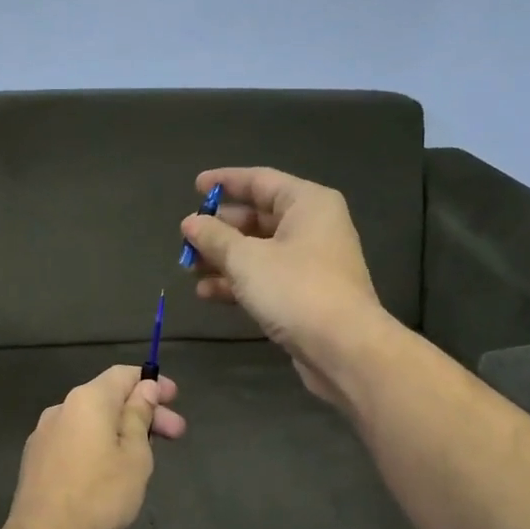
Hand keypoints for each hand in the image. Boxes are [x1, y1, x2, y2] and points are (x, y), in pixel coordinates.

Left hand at [0, 366, 184, 528]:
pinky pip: (74, 441)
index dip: (152, 382)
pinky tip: (109, 470)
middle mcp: (61, 408)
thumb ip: (139, 416)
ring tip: (144, 456)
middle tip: (175, 434)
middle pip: (107, 399)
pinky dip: (97, 445)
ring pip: (90, 422)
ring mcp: (43, 435)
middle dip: (143, 412)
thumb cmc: (100, 495)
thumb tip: (144, 388)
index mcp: (87, 400)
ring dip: (120, 431)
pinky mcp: (35, 460)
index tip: (175, 398)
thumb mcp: (134, 455)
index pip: (122, 374)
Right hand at [180, 168, 385, 402]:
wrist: (343, 348)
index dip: (224, 182)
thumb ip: (214, 237)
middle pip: (257, 217)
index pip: (259, 180)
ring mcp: (310, 262)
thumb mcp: (246, 259)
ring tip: (188, 269)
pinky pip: (264, 277)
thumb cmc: (295, 289)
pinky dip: (237, 282)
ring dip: (222, 259)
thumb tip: (191, 223)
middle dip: (219, 229)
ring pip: (257, 251)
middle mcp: (313, 226)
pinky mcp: (304, 294)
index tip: (195, 187)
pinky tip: (207, 293)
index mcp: (307, 203)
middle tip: (186, 239)